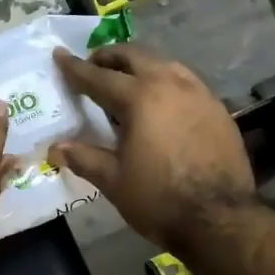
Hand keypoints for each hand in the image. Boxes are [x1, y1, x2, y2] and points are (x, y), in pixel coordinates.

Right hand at [52, 45, 255, 247]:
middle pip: (136, 57)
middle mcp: (171, 84)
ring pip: (165, 64)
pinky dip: (166, 82)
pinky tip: (162, 101)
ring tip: (127, 81)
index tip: (60, 55)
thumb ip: (84, 158)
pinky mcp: (218, 109)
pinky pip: (186, 82)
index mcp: (141, 98)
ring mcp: (200, 93)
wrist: (219, 219)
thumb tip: (55, 149)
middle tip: (93, 65)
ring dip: (141, 66)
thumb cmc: (159, 199)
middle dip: (111, 57)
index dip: (76, 68)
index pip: (99, 77)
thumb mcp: (114, 180)